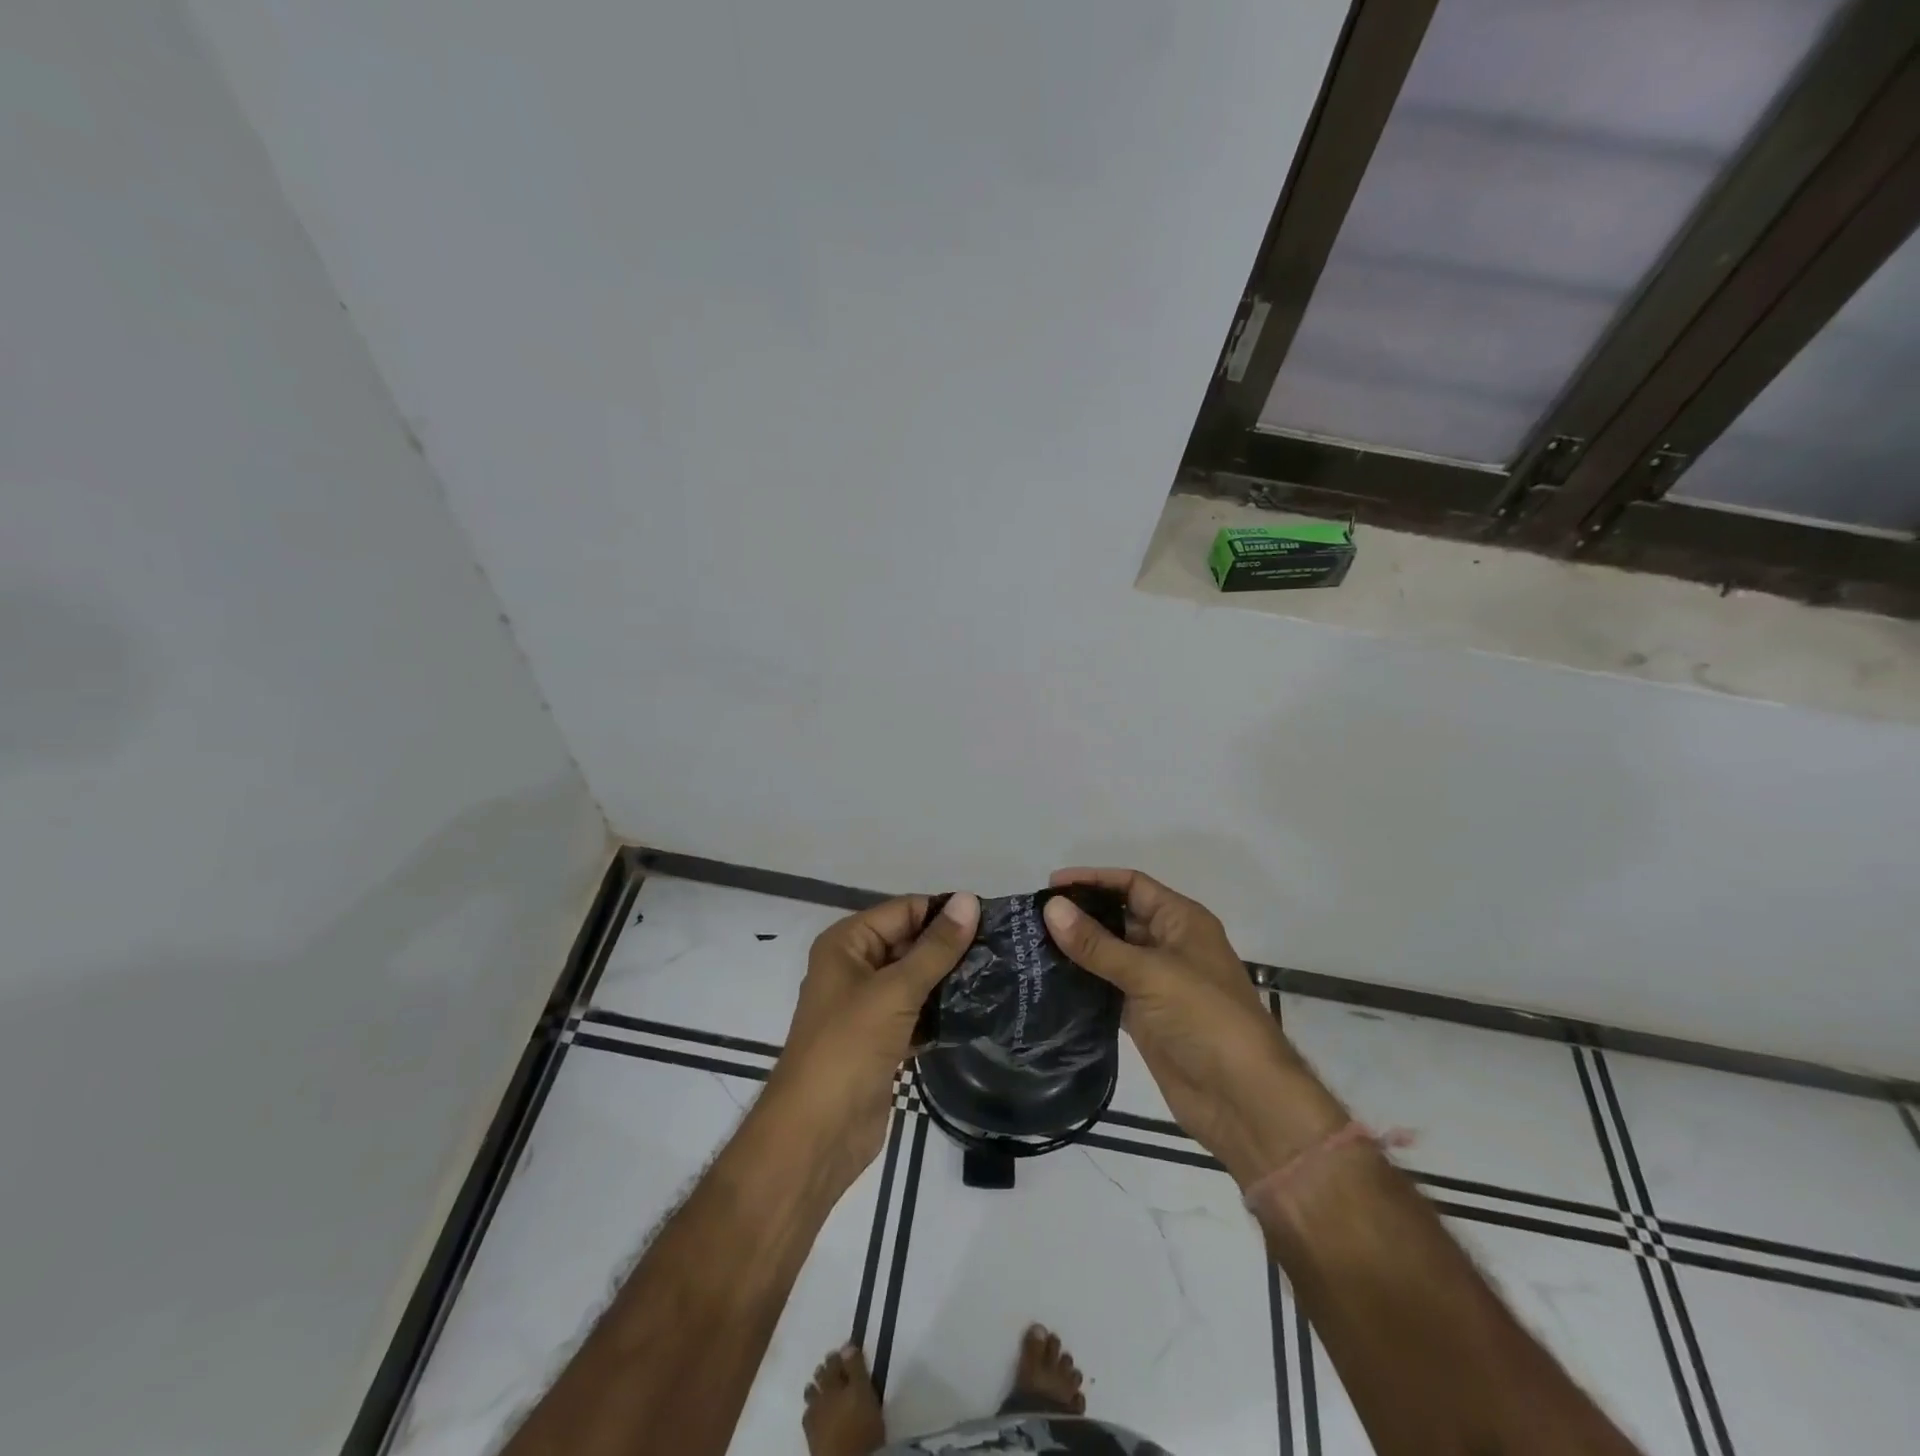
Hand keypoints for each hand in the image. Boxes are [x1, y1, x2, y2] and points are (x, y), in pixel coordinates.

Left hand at [764, 892, 979, 1194]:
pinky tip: (979, 1011)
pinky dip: (942, 1012)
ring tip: (999, 975)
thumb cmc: (848, 1048)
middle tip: (1003, 949)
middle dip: (951, 947)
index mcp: (847, 944)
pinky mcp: (883, 1040)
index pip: (903, 910)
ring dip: (950, 980)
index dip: (944, 913)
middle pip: (910, 943)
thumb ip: (935, 948)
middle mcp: (855, 967)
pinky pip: (918, 1013)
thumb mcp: (894, 991)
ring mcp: (868, 1007)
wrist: (817, 1135)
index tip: (994, 920)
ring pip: (916, 980)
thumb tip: (969, 900)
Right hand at [1042, 869, 1344, 1187]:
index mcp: (1181, 921)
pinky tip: (1050, 982)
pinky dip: (1082, 984)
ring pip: (1110, 955)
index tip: (1050, 885)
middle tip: (1032, 918)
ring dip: (1077, 950)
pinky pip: (1106, 989)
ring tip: (1031, 946)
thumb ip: (1097, 943)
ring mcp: (1156, 983)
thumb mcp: (1150, 973)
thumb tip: (1050, 907)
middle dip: (1080, 914)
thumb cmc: (1205, 1019)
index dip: (1093, 879)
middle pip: (1119, 917)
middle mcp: (1168, 945)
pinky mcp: (1144, 1017)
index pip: (1132, 885)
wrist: (1242, 1099)